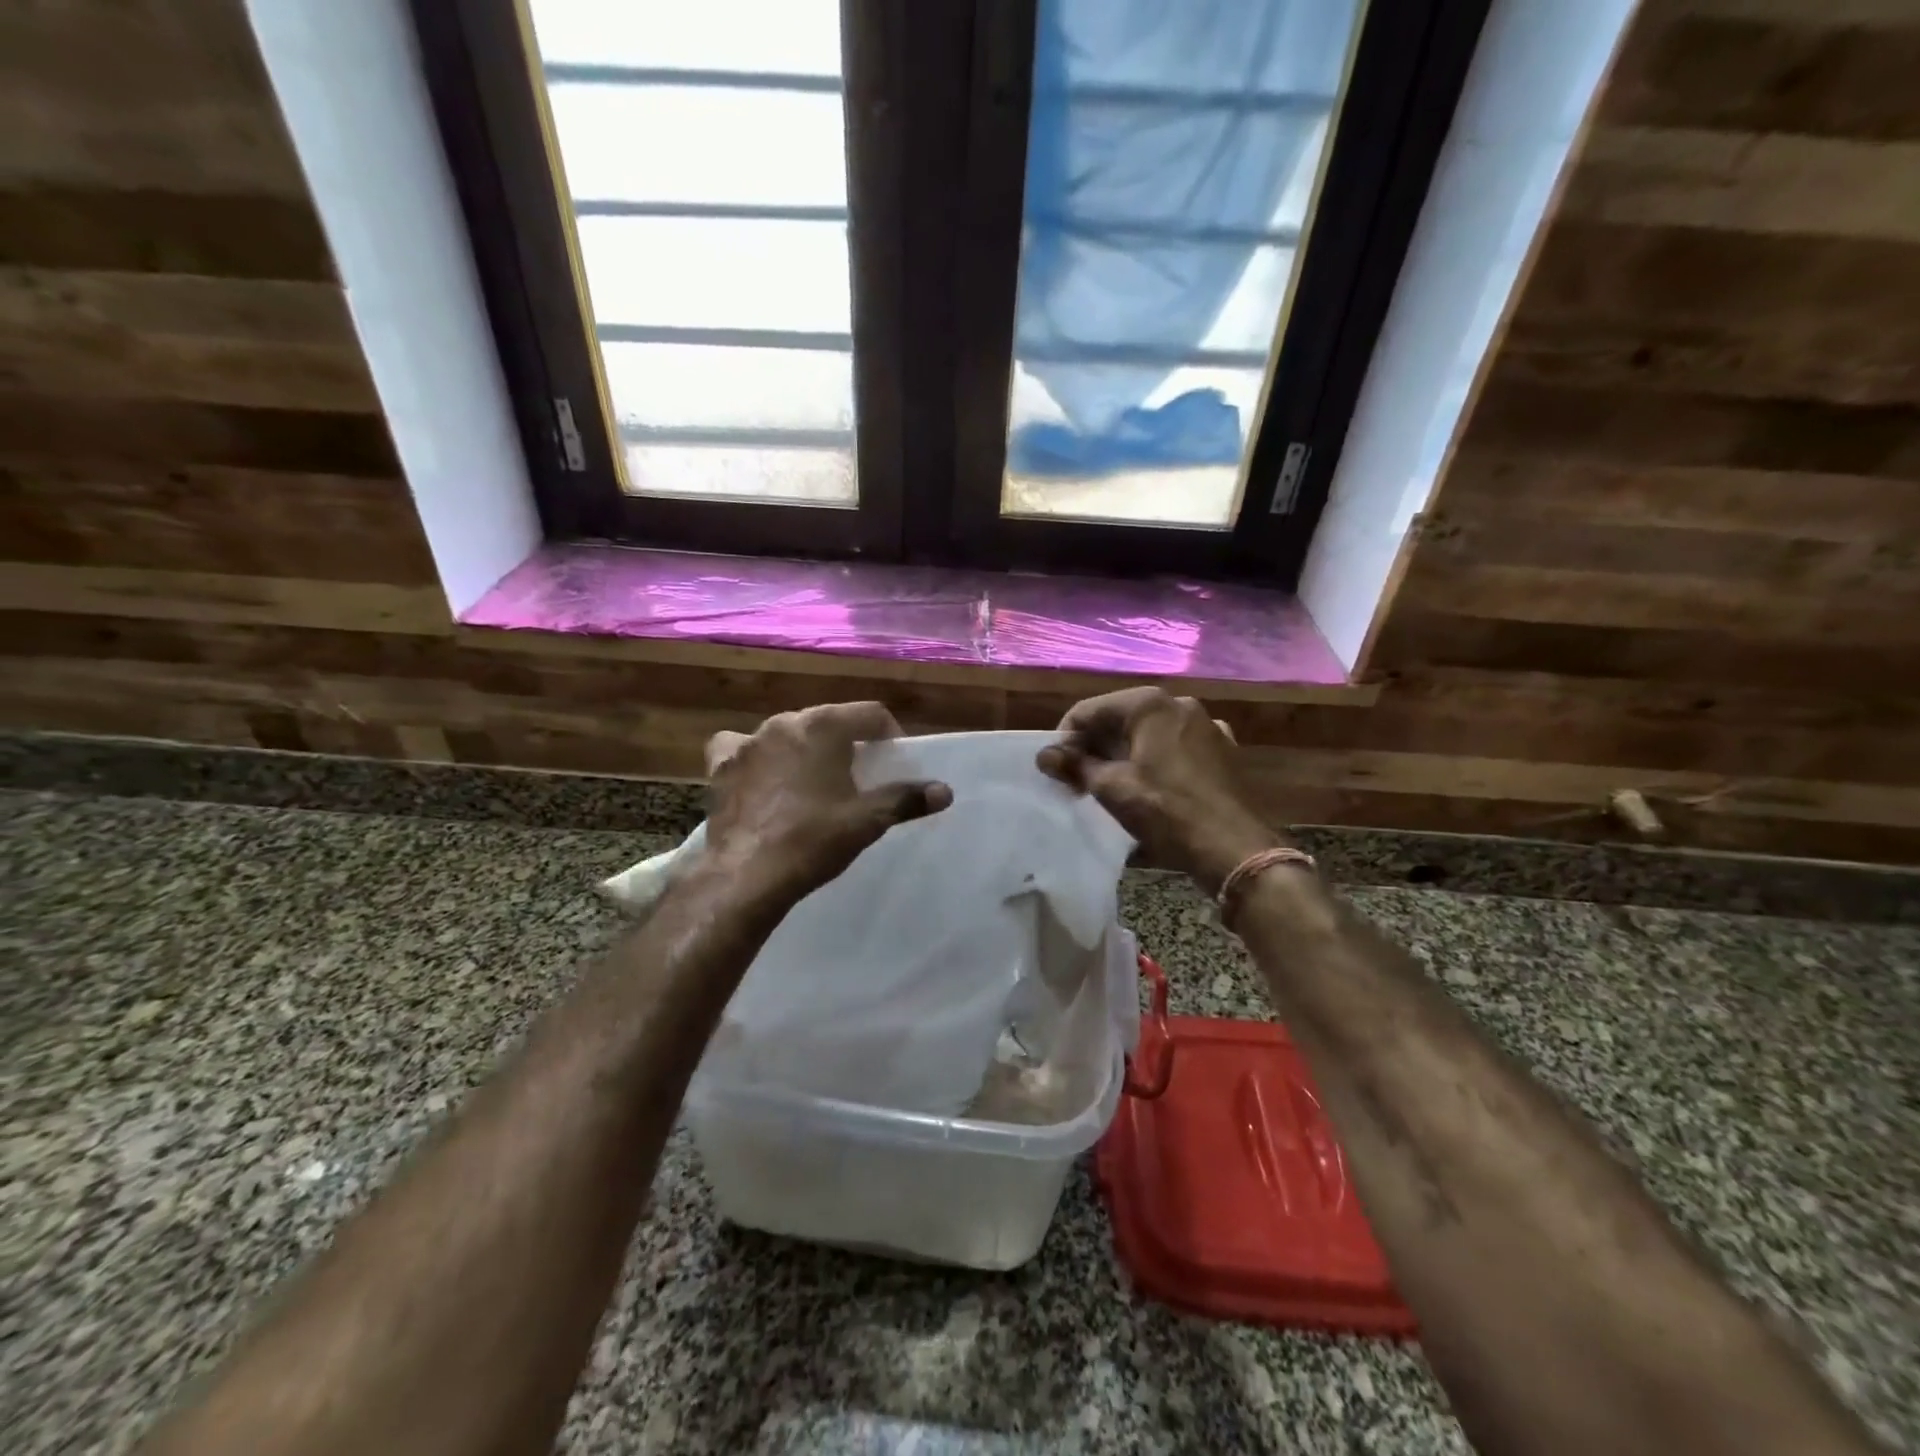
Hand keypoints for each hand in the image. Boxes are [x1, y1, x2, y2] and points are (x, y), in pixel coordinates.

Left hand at [704, 702, 951, 898]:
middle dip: (846, 742)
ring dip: (804, 749)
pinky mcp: (721, 765)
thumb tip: (945, 791)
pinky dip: (757, 757)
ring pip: (787, 733)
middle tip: (856, 776)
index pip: (870, 713)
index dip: (888, 735)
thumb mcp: (867, 821)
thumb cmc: (814, 840)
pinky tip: (762, 777)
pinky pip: (743, 748)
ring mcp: (748, 741)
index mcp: (824, 726)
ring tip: (812, 781)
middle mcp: (784, 722)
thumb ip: (906, 799)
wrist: (747, 875)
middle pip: (828, 721)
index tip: (892, 763)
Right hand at [1037, 688, 1286, 892]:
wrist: (1233, 848)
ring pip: (1149, 732)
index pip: (1089, 710)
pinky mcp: (1221, 750)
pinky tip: (1148, 785)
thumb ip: (1075, 765)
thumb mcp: (1111, 788)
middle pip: (1120, 718)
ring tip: (1107, 783)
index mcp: (1150, 704)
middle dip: (1094, 745)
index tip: (1054, 768)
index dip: (1066, 738)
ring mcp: (1206, 726)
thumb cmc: (1165, 811)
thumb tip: (1045, 755)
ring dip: (1123, 752)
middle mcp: (1180, 704)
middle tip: (1075, 777)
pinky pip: (1175, 746)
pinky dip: (1154, 759)